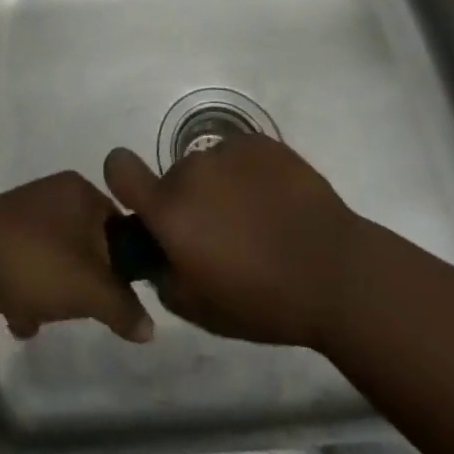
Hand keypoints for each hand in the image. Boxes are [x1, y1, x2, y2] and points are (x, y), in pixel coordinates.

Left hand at [0, 172, 153, 342]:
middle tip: (79, 306)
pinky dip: (25, 292)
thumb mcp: (91, 290)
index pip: (118, 224)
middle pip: (85, 245)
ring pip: (54, 259)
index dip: (122, 262)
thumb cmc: (38, 262)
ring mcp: (22, 211)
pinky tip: (16, 316)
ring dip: (51, 293)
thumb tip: (150, 327)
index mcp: (79, 190)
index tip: (118, 295)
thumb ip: (124, 307)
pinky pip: (26, 264)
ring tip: (40, 314)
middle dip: (83, 283)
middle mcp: (52, 192)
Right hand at [103, 134, 361, 350]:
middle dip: (189, 203)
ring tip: (257, 221)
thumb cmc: (264, 300)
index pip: (119, 168)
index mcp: (170, 210)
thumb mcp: (202, 311)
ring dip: (221, 189)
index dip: (122, 178)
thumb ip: (166, 278)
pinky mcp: (260, 142)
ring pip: (209, 168)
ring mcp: (227, 149)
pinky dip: (249, 175)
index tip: (141, 199)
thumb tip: (161, 256)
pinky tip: (277, 203)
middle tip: (223, 237)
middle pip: (174, 179)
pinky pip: (240, 156)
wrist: (334, 270)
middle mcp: (190, 169)